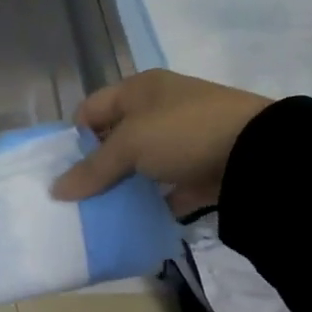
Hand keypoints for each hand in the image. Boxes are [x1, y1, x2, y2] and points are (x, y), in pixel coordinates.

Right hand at [51, 69, 270, 214]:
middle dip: (96, 167)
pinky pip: (166, 188)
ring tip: (100, 214)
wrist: (256, 153)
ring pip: (140, 165)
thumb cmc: (183, 133)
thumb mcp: (130, 145)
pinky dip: (152, 204)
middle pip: (115, 138)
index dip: (74, 137)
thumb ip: (93, 169)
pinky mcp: (200, 169)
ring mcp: (183, 140)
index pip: (92, 108)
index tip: (63, 171)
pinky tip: (134, 222)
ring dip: (123, 187)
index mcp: (141, 89)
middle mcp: (160, 109)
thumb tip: (56, 190)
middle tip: (77, 198)